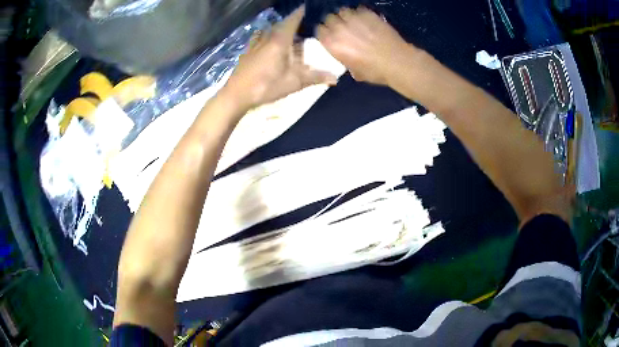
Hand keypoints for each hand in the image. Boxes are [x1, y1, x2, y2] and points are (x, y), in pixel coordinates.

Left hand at [223, 6, 337, 110]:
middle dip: (291, 23)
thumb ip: (314, 77)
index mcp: (279, 41)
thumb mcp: (293, 83)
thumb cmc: (266, 86)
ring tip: (287, 34)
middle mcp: (266, 39)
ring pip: (269, 32)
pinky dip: (266, 37)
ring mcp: (255, 45)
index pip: (291, 21)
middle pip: (280, 25)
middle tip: (302, 25)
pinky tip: (267, 44)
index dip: (299, 13)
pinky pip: (259, 39)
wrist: (236, 95)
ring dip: (278, 30)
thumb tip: (335, 78)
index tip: (307, 7)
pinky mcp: (247, 52)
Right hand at [316, 7, 414, 85]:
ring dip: (346, 16)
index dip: (326, 32)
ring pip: (343, 11)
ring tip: (354, 22)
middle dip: (335, 22)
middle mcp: (339, 28)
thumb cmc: (375, 71)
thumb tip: (345, 55)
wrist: (397, 62)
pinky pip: (358, 9)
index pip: (319, 29)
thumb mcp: (353, 71)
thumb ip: (344, 58)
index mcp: (332, 43)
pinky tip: (366, 20)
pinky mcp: (367, 13)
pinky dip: (360, 13)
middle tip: (344, 28)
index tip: (331, 35)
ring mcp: (354, 19)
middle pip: (329, 18)